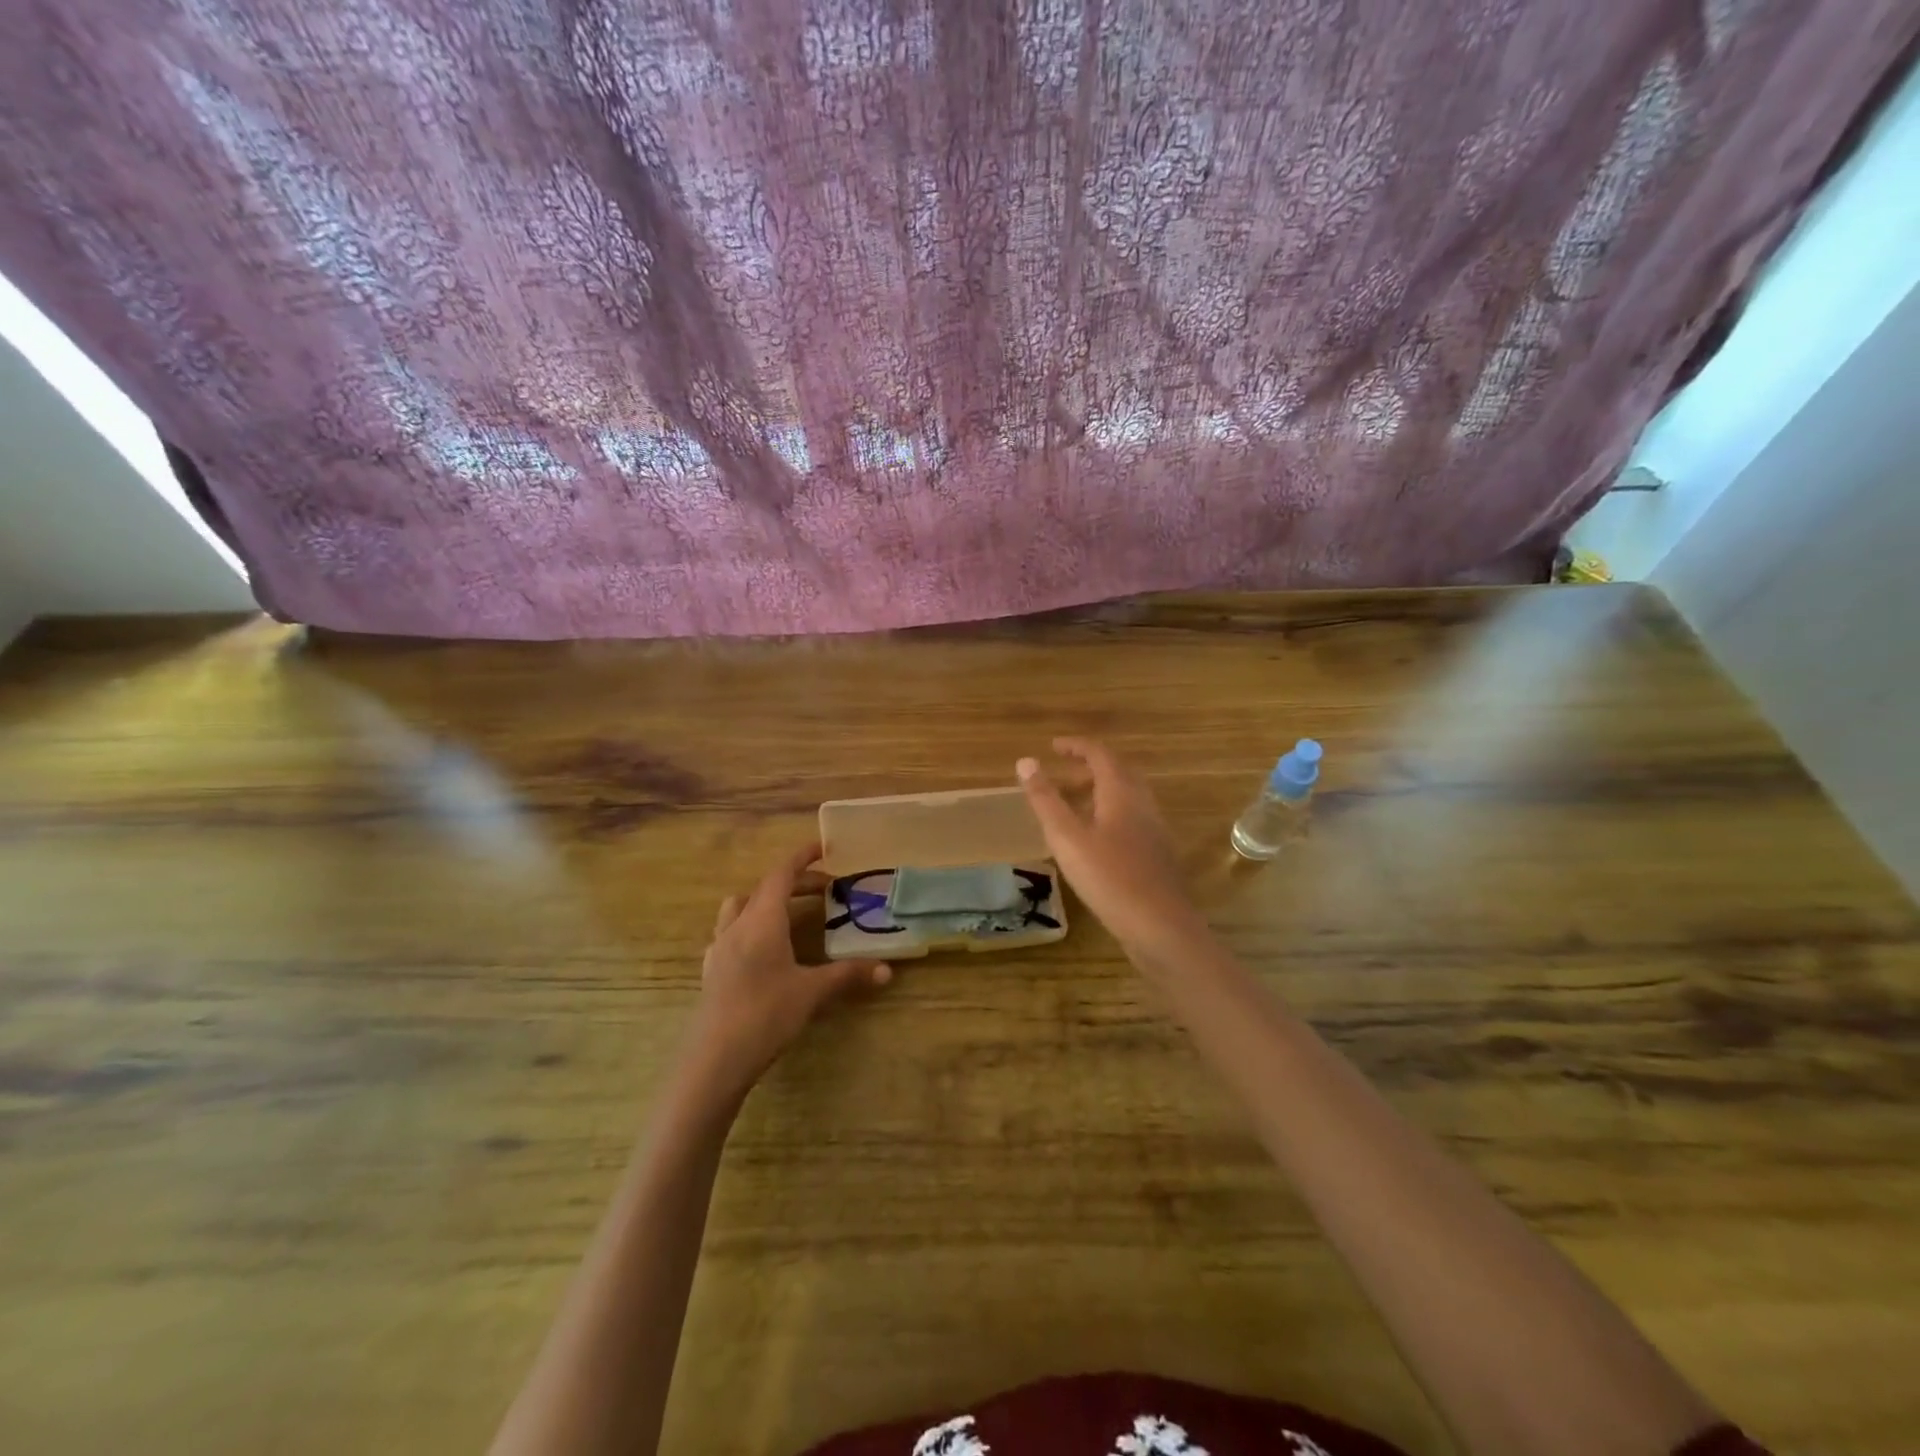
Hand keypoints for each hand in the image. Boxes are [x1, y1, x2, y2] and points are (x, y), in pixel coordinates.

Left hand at [690, 842, 891, 1094]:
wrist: (714, 1060)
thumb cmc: (766, 1015)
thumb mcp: (812, 992)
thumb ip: (848, 975)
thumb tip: (887, 970)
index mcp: (762, 920)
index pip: (781, 874)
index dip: (802, 857)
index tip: (822, 848)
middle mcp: (737, 925)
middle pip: (764, 888)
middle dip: (794, 882)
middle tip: (825, 889)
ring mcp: (719, 948)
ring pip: (739, 907)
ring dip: (764, 901)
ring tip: (789, 914)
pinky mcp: (711, 970)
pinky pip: (729, 933)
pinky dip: (749, 927)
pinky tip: (762, 950)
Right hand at [1017, 738, 1209, 964]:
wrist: (1161, 927)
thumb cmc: (1110, 878)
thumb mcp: (1067, 837)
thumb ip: (1045, 799)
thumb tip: (1025, 761)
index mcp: (1122, 793)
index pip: (1100, 754)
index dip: (1076, 746)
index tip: (1053, 746)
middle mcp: (1143, 805)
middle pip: (1119, 773)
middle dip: (1089, 768)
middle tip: (1060, 777)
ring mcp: (1154, 831)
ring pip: (1127, 798)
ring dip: (1100, 793)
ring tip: (1072, 808)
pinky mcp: (1157, 855)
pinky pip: (1132, 820)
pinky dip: (1110, 815)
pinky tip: (1095, 842)